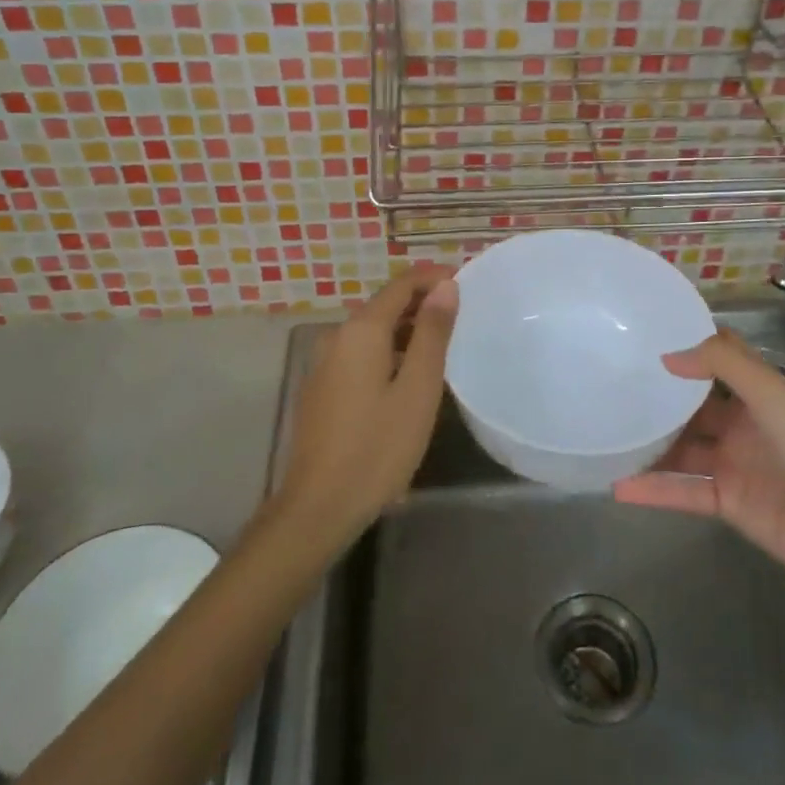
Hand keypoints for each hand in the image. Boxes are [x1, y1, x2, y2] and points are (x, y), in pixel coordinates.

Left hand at [274, 266, 458, 547]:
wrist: (319, 506)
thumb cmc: (378, 447)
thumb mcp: (417, 389)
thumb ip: (432, 333)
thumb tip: (445, 286)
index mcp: (361, 331)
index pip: (401, 285)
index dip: (433, 278)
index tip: (465, 281)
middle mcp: (337, 337)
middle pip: (384, 306)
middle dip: (421, 303)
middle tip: (461, 315)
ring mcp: (324, 363)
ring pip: (372, 332)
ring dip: (406, 330)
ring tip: (442, 344)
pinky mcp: (322, 388)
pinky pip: (360, 354)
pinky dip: (388, 351)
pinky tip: (408, 375)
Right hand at [613, 329, 784, 591]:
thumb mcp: (773, 395)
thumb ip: (723, 366)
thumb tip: (668, 355)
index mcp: (758, 394)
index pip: (720, 360)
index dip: (690, 346)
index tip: (646, 335)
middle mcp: (742, 425)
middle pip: (693, 406)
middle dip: (660, 396)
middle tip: (612, 382)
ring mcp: (732, 465)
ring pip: (682, 448)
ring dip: (650, 444)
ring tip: (607, 433)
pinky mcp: (725, 502)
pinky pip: (682, 491)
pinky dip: (653, 490)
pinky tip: (618, 485)